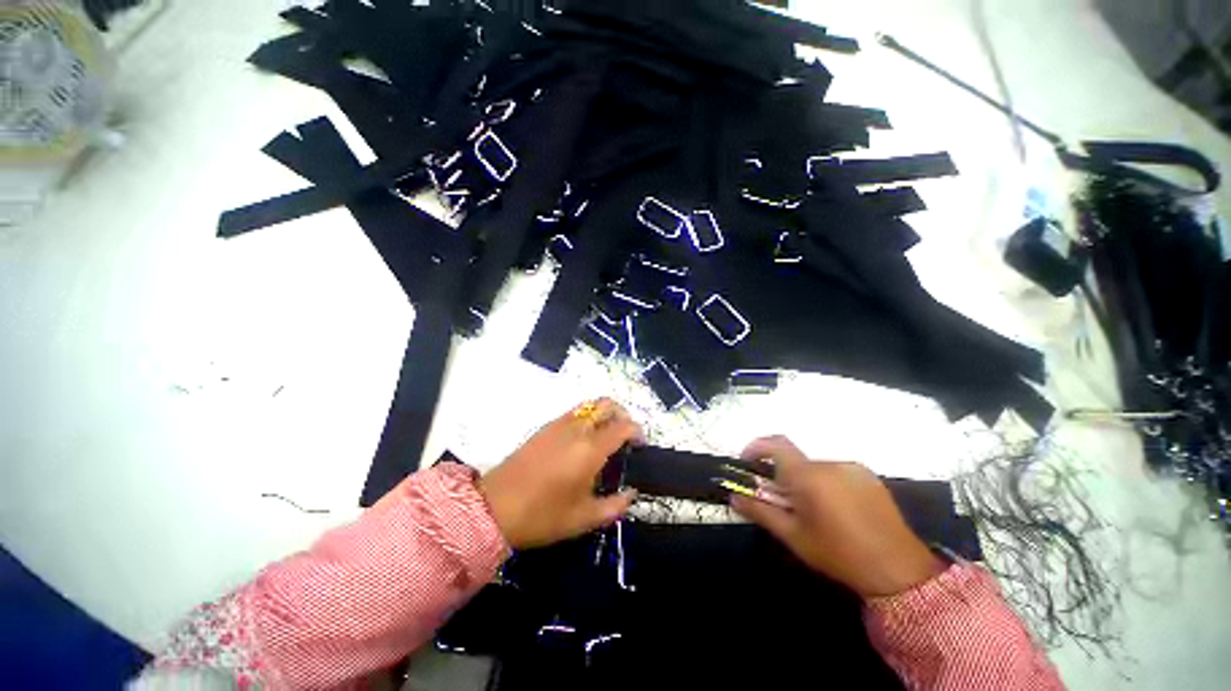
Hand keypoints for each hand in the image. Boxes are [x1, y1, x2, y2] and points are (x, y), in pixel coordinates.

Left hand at [479, 399, 641, 548]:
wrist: (495, 507)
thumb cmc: (543, 515)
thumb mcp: (584, 518)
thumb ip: (615, 506)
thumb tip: (632, 494)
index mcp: (591, 448)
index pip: (623, 426)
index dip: (637, 431)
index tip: (641, 445)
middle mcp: (578, 428)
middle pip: (607, 404)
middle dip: (623, 414)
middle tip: (626, 435)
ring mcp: (560, 423)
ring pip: (590, 405)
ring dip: (605, 413)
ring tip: (607, 436)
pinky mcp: (546, 426)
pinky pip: (575, 412)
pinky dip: (588, 417)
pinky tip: (584, 440)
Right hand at [731, 436, 944, 597]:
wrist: (899, 569)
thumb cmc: (838, 553)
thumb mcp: (793, 535)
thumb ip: (760, 511)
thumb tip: (733, 497)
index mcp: (809, 475)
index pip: (775, 444)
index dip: (756, 447)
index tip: (747, 463)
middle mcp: (829, 463)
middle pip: (794, 460)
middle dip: (782, 475)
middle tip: (784, 502)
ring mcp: (852, 468)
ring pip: (815, 467)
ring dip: (805, 481)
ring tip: (814, 511)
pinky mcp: (868, 476)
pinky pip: (835, 472)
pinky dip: (826, 483)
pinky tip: (837, 511)